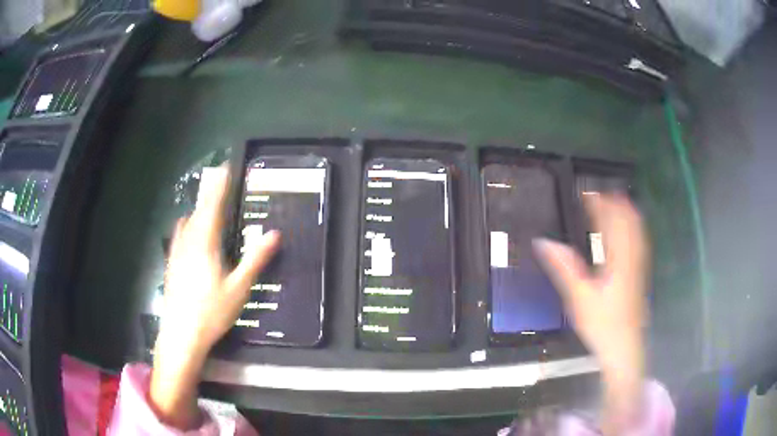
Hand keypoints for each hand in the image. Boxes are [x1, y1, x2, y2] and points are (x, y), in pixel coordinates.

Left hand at [150, 167, 279, 428]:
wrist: (181, 334)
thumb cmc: (211, 312)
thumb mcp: (239, 288)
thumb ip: (255, 259)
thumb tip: (274, 234)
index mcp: (205, 243)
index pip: (213, 205)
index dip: (219, 185)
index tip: (226, 167)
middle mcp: (188, 241)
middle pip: (199, 210)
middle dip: (210, 194)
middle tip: (221, 184)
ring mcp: (177, 252)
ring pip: (187, 222)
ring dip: (198, 210)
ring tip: (208, 207)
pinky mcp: (171, 263)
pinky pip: (179, 234)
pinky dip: (188, 225)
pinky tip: (189, 233)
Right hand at [534, 193, 647, 434]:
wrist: (624, 346)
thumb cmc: (602, 324)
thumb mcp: (579, 298)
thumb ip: (564, 267)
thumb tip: (543, 242)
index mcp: (617, 258)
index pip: (610, 221)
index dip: (599, 203)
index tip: (585, 193)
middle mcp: (631, 256)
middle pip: (628, 219)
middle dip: (614, 202)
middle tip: (597, 193)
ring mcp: (638, 264)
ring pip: (636, 228)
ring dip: (624, 211)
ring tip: (612, 201)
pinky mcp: (639, 273)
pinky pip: (638, 240)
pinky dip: (632, 226)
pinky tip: (626, 229)